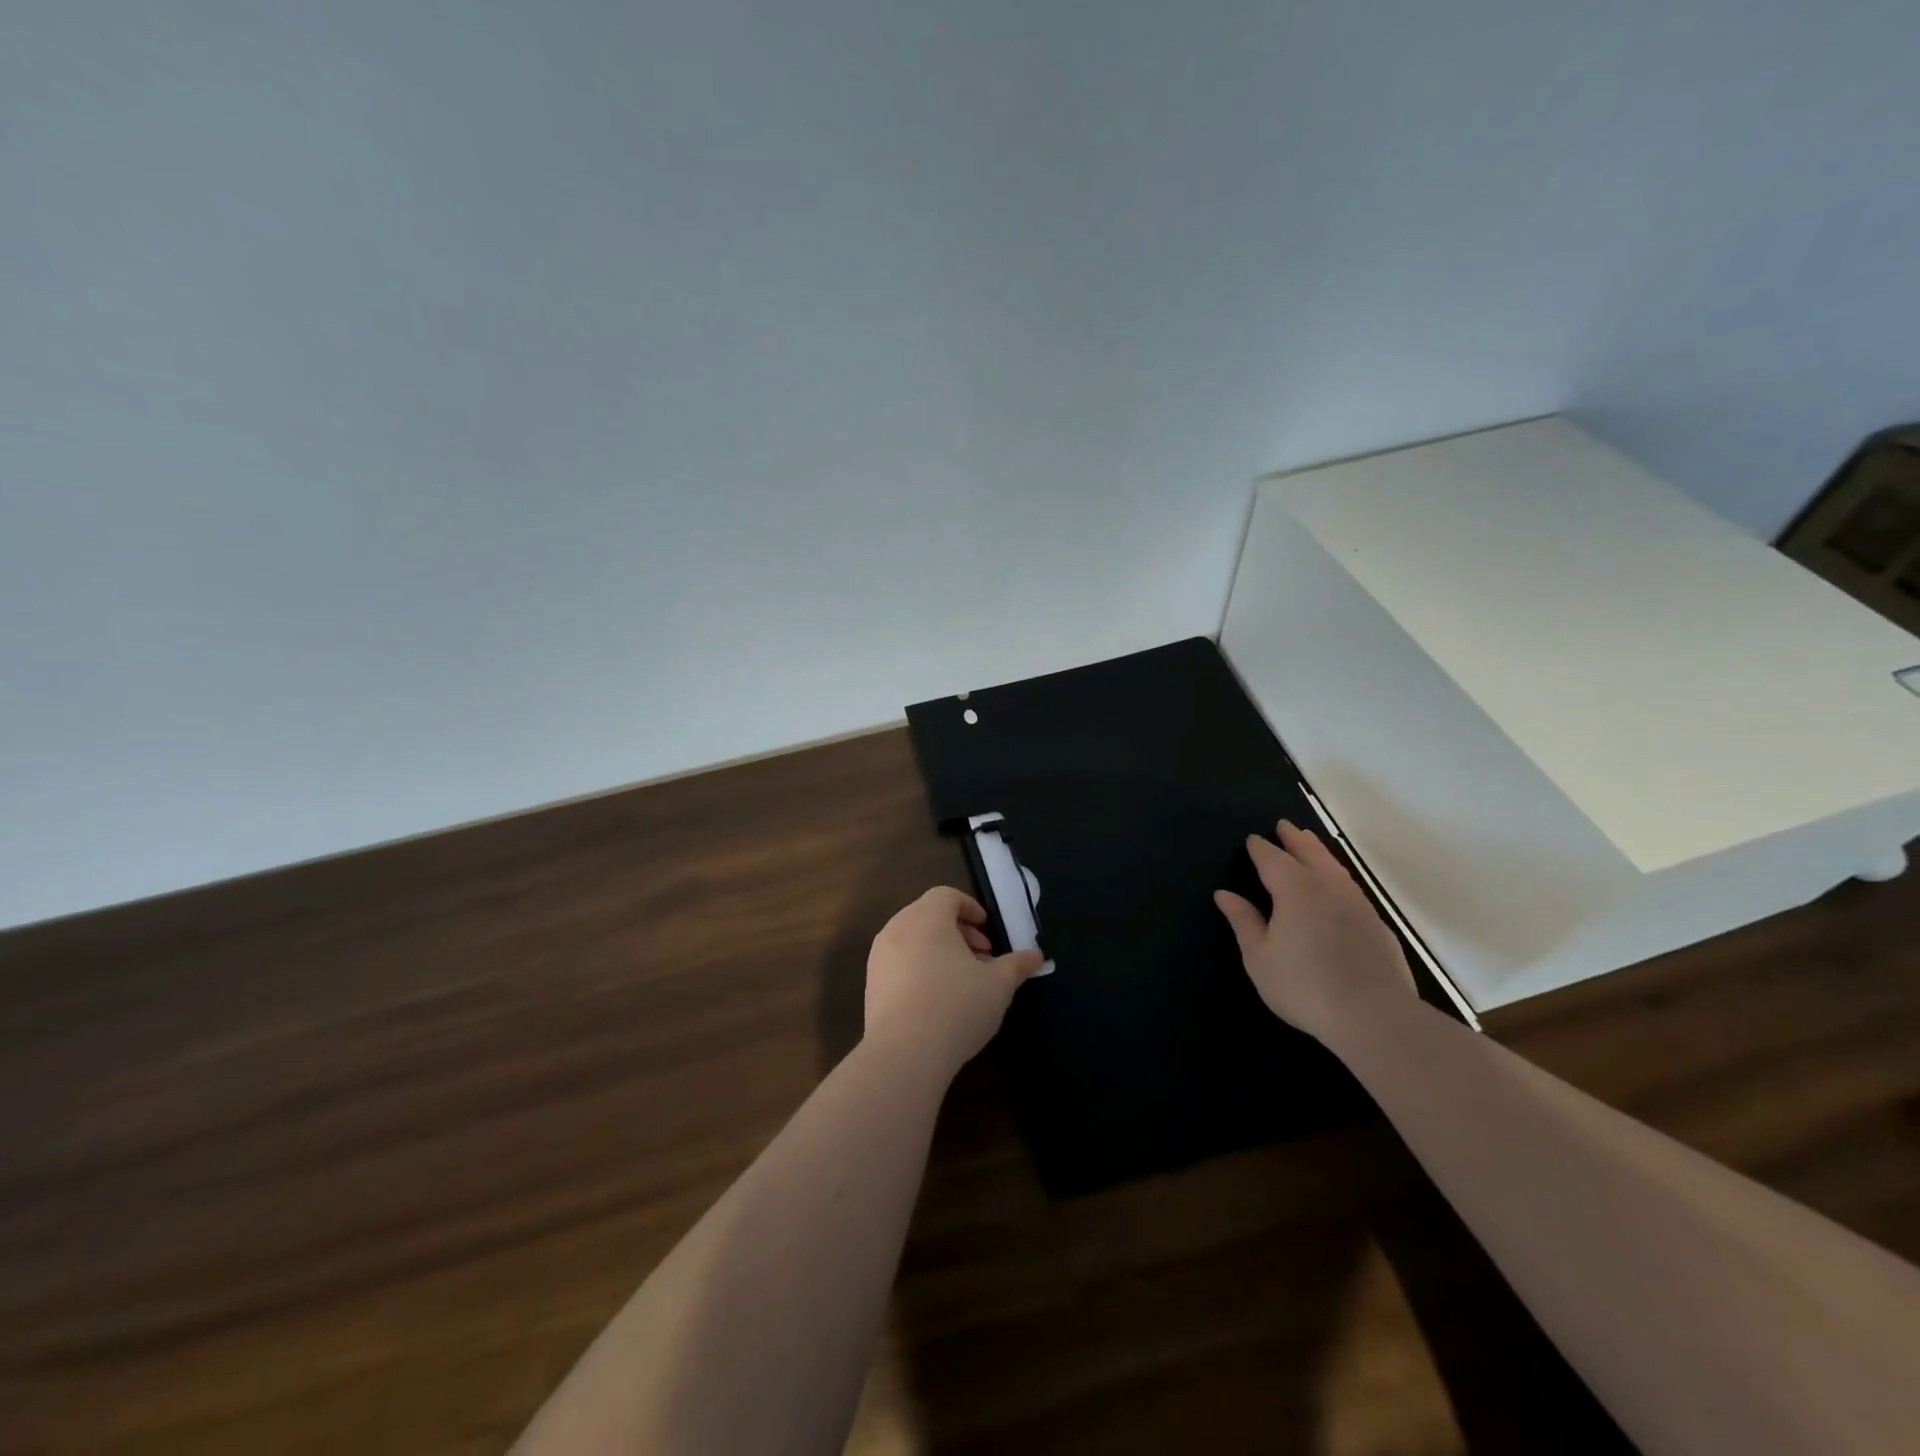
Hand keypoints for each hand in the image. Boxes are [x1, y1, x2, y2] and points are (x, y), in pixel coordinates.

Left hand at [864, 887, 1045, 1080]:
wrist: (904, 1053)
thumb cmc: (956, 1006)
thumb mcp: (999, 985)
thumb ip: (1017, 964)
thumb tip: (1036, 955)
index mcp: (927, 917)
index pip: (947, 895)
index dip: (971, 908)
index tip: (988, 932)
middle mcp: (898, 927)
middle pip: (928, 915)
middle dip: (958, 932)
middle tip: (981, 958)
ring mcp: (879, 956)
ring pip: (913, 940)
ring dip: (939, 951)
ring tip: (962, 982)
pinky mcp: (870, 984)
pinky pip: (899, 963)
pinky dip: (919, 969)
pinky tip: (937, 1002)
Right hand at [1214, 820, 1416, 1044]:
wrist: (1375, 1017)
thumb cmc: (1304, 986)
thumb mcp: (1260, 957)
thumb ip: (1244, 921)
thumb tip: (1225, 894)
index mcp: (1294, 889)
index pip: (1272, 858)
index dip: (1260, 848)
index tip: (1252, 839)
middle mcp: (1327, 886)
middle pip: (1309, 852)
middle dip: (1294, 838)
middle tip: (1284, 825)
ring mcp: (1358, 903)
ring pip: (1335, 867)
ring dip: (1319, 852)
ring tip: (1309, 844)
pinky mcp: (1377, 924)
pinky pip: (1352, 887)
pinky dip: (1338, 876)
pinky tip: (1337, 887)